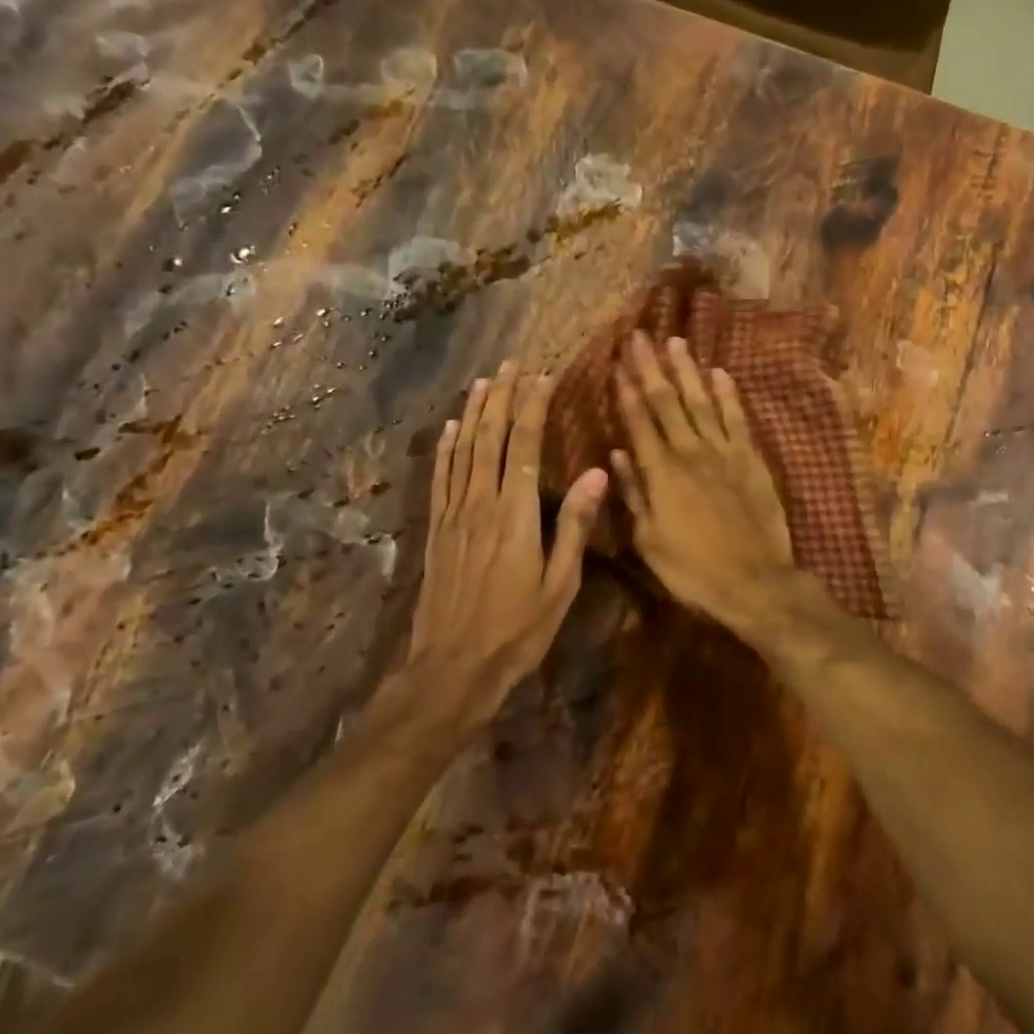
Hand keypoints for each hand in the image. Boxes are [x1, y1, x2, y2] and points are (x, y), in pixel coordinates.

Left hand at [404, 363, 606, 733]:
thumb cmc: (517, 631)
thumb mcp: (560, 585)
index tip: (543, 376)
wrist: (451, 669)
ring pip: (463, 450)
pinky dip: (445, 448)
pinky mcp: (436, 530)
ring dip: (473, 412)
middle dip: (502, 397)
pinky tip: (449, 428)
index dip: (533, 407)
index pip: (525, 446)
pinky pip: (440, 477)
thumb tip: (597, 474)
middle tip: (512, 364)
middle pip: (490, 437)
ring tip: (483, 381)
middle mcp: (481, 503)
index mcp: (516, 514)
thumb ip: (575, 526)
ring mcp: (453, 515)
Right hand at [609, 333, 797, 635]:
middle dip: (650, 367)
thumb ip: (634, 493)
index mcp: (661, 472)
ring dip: (687, 371)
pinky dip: (727, 395)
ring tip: (675, 342)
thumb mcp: (649, 541)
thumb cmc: (693, 569)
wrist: (755, 582)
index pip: (639, 421)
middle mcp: (691, 452)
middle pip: (666, 402)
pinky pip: (737, 419)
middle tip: (639, 336)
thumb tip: (616, 453)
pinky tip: (719, 373)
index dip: (626, 390)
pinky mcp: (751, 459)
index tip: (617, 362)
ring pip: (701, 401)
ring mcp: (724, 452)